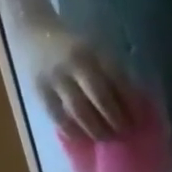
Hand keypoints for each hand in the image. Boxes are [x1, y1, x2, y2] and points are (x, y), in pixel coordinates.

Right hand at [25, 26, 133, 142]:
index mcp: (95, 53)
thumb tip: (132, 103)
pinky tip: (81, 138)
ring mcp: (56, 78)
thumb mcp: (95, 49)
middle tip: (124, 133)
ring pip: (79, 110)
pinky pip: (57, 116)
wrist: (33, 32)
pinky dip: (71, 130)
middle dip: (115, 119)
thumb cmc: (73, 45)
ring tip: (106, 138)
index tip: (139, 119)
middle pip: (100, 97)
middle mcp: (76, 64)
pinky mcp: (39, 90)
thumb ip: (112, 72)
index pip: (118, 80)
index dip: (131, 102)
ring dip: (95, 129)